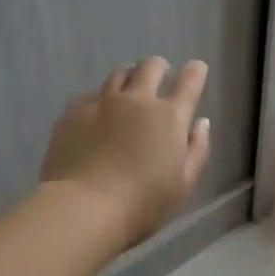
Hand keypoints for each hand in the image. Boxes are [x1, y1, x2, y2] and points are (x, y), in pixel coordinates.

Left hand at [41, 58, 212, 252]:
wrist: (84, 207)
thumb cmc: (142, 204)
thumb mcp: (183, 184)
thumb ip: (196, 150)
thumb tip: (200, 123)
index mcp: (169, 117)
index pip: (189, 82)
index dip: (195, 71)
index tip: (196, 68)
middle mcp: (138, 100)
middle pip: (151, 67)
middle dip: (159, 68)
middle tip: (159, 76)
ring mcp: (103, 102)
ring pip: (119, 74)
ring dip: (129, 77)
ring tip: (127, 89)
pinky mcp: (74, 112)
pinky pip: (90, 94)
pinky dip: (100, 99)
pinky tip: (97, 112)